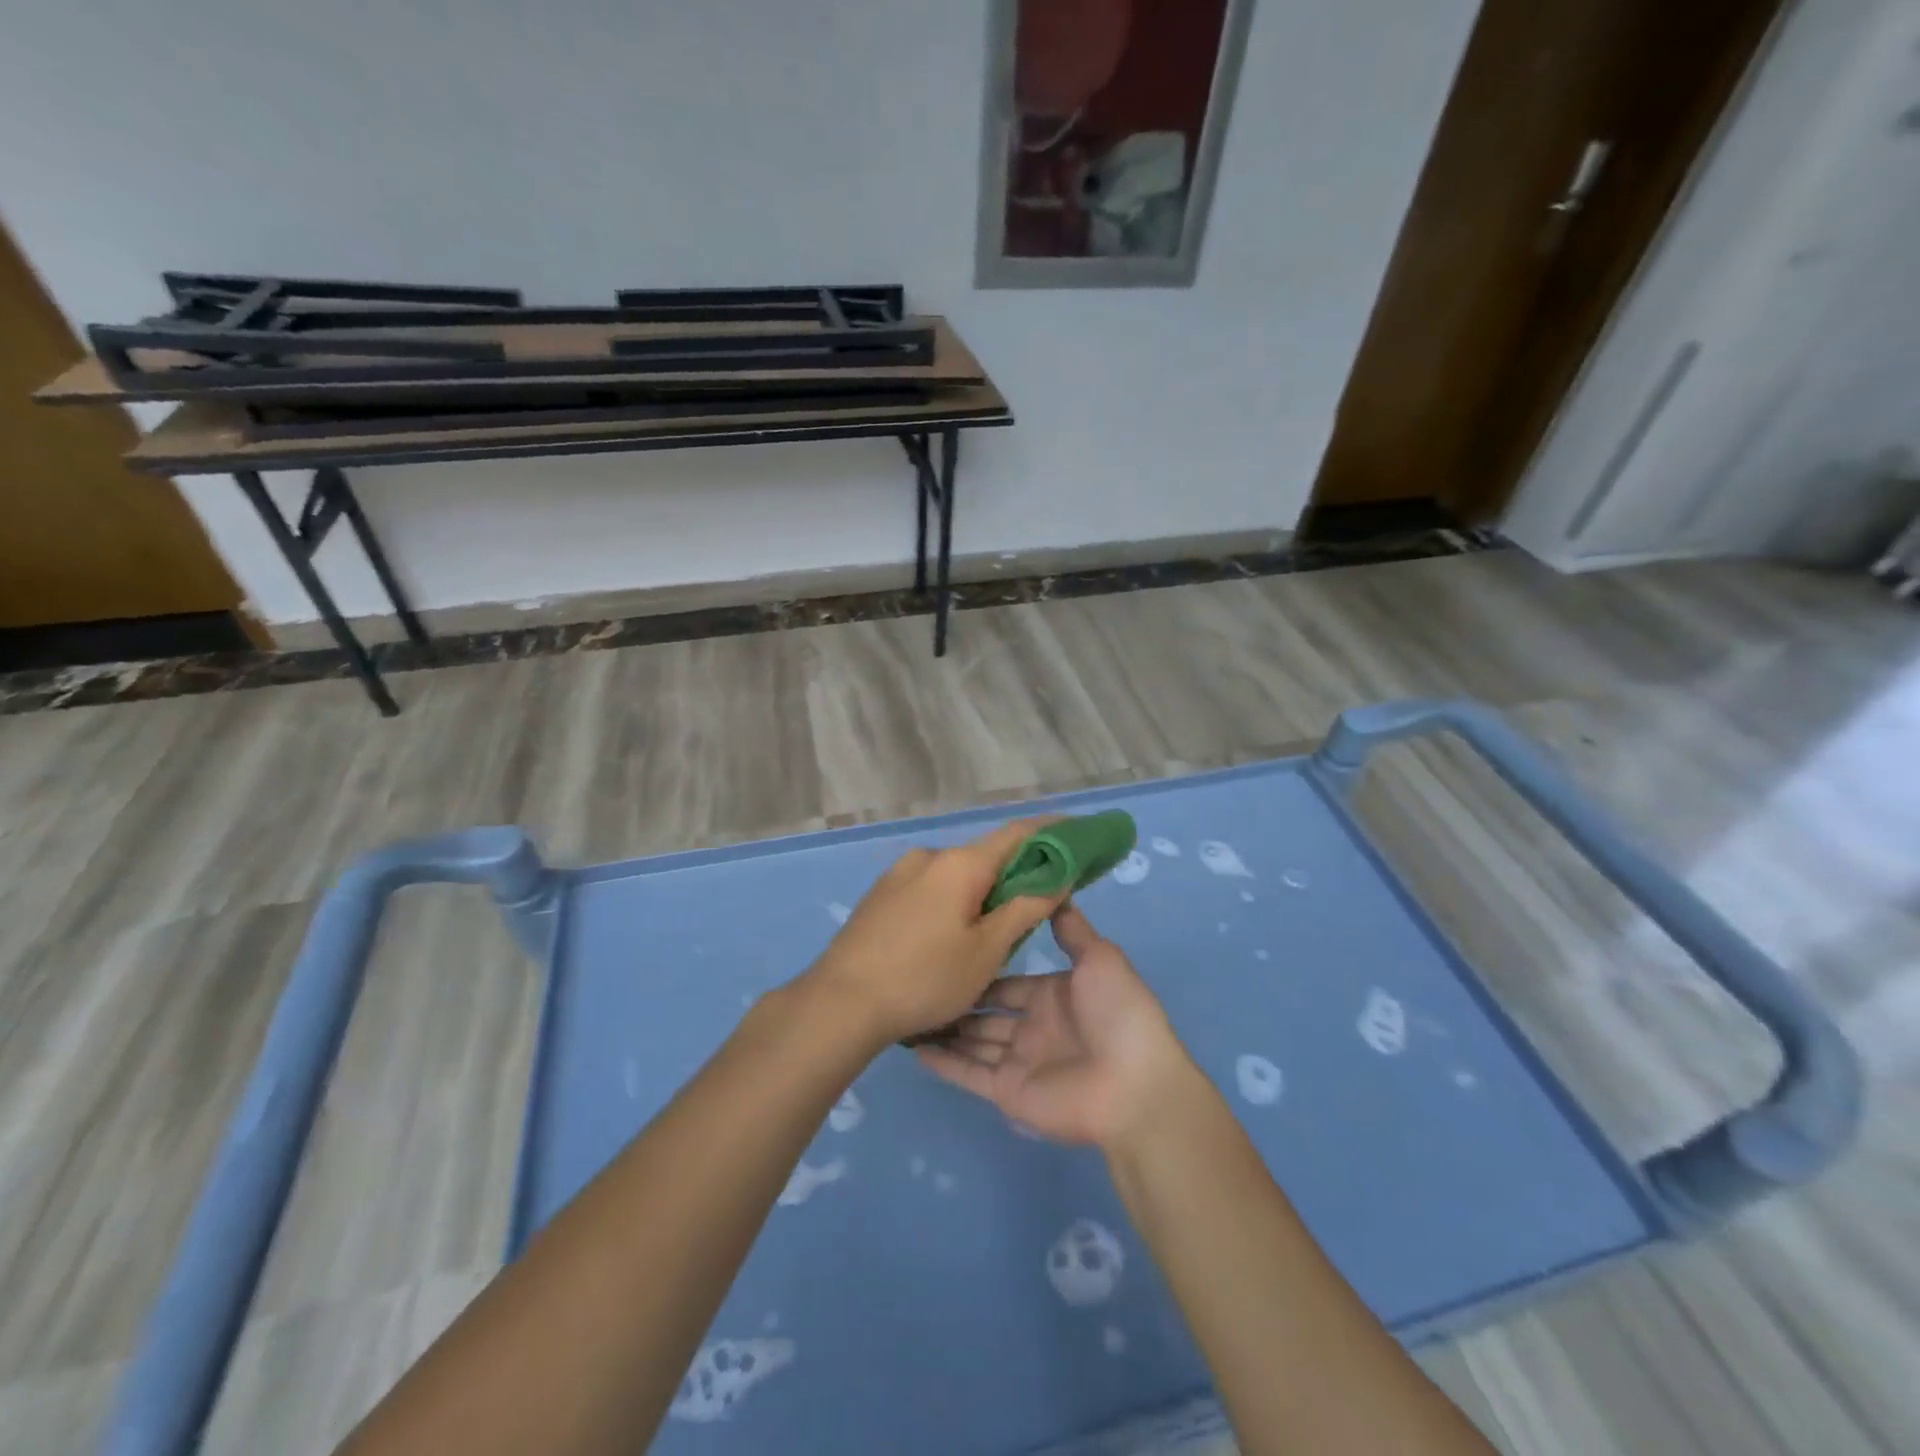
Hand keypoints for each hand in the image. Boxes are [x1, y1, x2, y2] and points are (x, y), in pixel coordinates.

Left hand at [801, 819, 1064, 1044]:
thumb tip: (1056, 879)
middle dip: (1015, 874)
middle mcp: (928, 856)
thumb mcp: (986, 952)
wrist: (840, 1002)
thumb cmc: (924, 978)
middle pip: (985, 856)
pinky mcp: (880, 895)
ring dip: (980, 893)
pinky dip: (952, 901)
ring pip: (955, 876)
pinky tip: (948, 938)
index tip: (1077, 835)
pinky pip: (929, 888)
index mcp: (959, 863)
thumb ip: (1025, 909)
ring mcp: (899, 874)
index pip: (1017, 833)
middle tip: (1038, 904)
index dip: (1051, 832)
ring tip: (990, 934)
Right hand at [915, 903, 1196, 1149]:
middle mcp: (1033, 1027)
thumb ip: (1072, 929)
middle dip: (958, 1000)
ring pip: (973, 1041)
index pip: (1009, 982)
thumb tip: (1055, 889)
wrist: (1134, 1085)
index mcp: (1053, 996)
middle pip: (986, 1012)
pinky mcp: (1007, 1092)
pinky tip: (914, 1046)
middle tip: (919, 980)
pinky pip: (969, 1073)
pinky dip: (943, 1062)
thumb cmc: (1117, 1014)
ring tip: (908, 1008)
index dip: (982, 969)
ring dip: (945, 1028)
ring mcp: (1019, 1062)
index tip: (949, 950)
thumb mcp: (1099, 959)